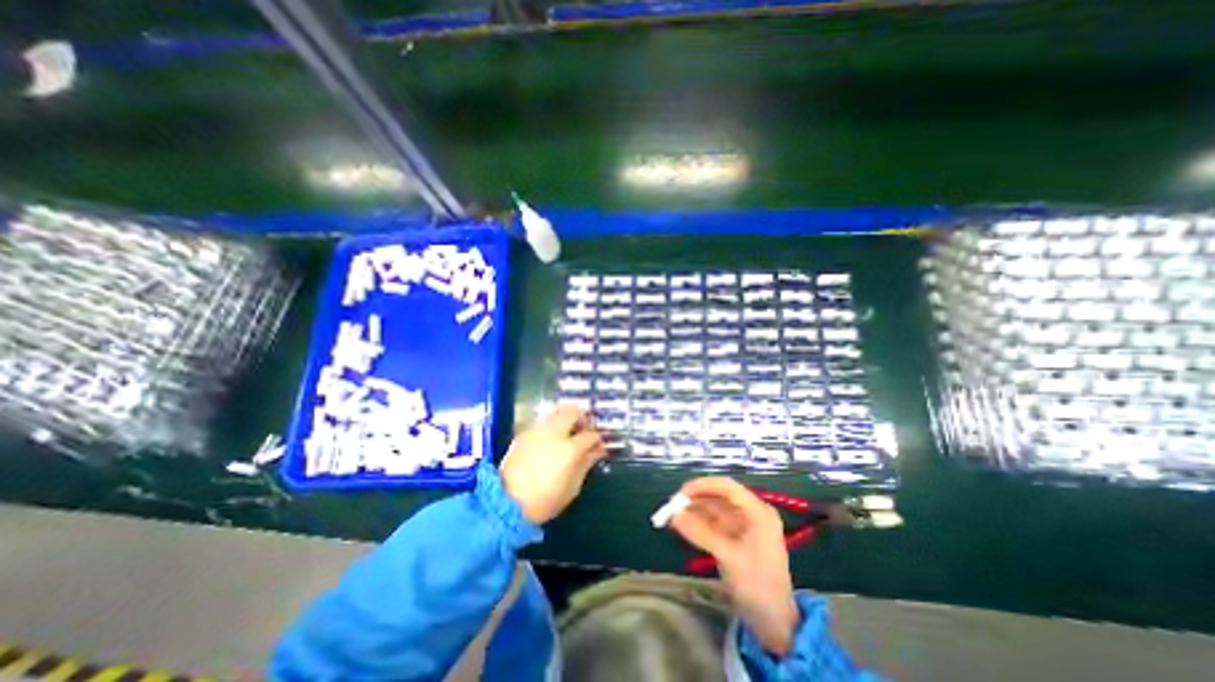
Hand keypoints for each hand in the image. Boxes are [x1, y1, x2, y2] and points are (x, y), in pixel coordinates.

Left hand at [497, 408, 606, 525]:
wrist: (506, 502)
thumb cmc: (544, 500)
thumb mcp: (572, 488)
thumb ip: (586, 464)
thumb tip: (597, 451)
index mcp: (570, 449)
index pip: (591, 435)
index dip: (598, 438)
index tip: (599, 444)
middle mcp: (555, 433)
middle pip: (573, 411)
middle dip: (582, 416)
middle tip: (584, 428)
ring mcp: (538, 431)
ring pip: (556, 412)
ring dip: (566, 417)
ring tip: (568, 431)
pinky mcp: (524, 433)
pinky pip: (543, 421)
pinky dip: (551, 424)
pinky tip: (551, 438)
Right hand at [670, 477, 803, 657]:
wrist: (775, 624)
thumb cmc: (758, 587)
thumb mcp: (729, 558)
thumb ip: (701, 533)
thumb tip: (674, 515)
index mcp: (758, 512)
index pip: (728, 487)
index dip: (703, 486)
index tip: (681, 493)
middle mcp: (751, 513)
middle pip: (719, 496)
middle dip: (696, 499)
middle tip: (672, 506)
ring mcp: (743, 526)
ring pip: (713, 509)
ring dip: (694, 511)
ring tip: (672, 517)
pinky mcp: (735, 538)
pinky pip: (713, 523)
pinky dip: (697, 523)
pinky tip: (681, 525)